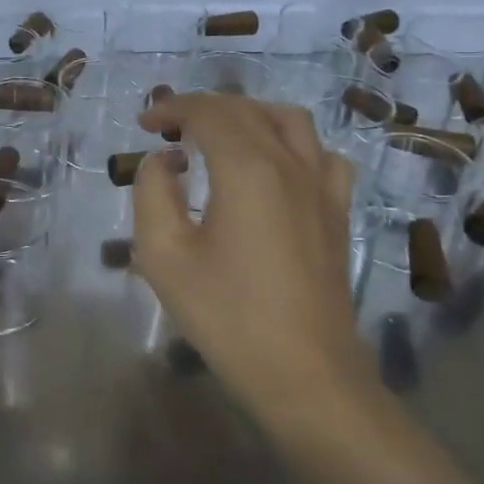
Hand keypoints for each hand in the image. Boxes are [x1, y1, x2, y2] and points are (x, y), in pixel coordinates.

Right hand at [132, 94, 375, 422]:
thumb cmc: (228, 316)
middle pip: (245, 109)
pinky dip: (291, 143)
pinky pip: (321, 154)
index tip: (146, 124)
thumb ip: (152, 193)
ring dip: (248, 115)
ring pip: (288, 120)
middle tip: (170, 129)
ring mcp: (322, 186)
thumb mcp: (163, 256)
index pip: (208, 112)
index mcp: (247, 168)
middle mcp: (290, 163)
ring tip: (220, 135)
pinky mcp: (337, 212)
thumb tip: (164, 162)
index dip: (172, 108)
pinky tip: (276, 166)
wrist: (306, 375)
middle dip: (203, 109)